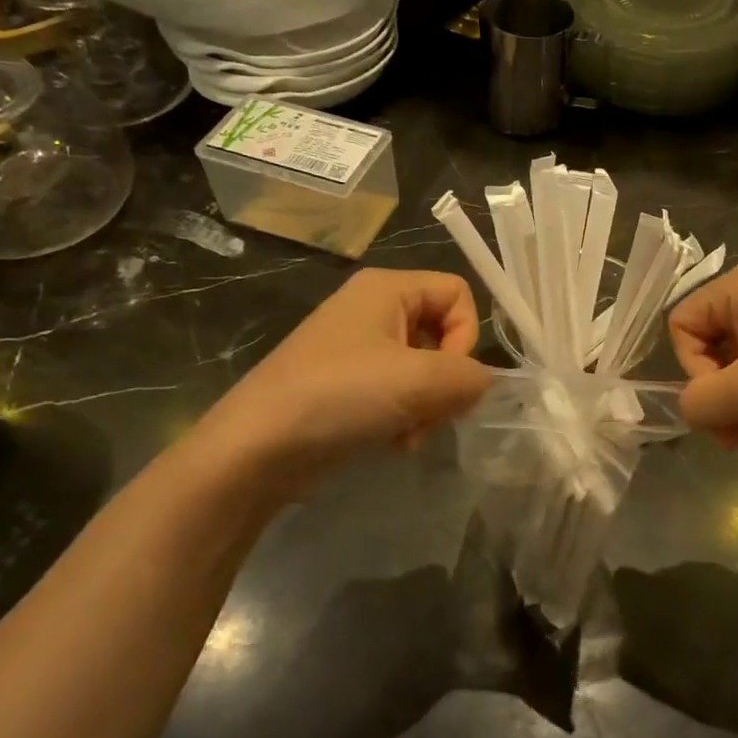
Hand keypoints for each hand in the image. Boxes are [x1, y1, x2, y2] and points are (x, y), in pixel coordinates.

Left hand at [201, 268, 492, 477]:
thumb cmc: (339, 397)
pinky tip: (391, 443)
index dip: (466, 336)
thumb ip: (470, 376)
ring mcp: (357, 349)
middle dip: (445, 382)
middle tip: (428, 414)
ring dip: (427, 407)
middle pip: (443, 334)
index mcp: (387, 288)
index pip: (458, 293)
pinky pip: (398, 393)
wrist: (257, 449)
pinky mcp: (346, 385)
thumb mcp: (419, 381)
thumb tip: (480, 384)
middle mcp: (373, 309)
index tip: (448, 378)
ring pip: (424, 370)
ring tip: (406, 435)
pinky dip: (404, 418)